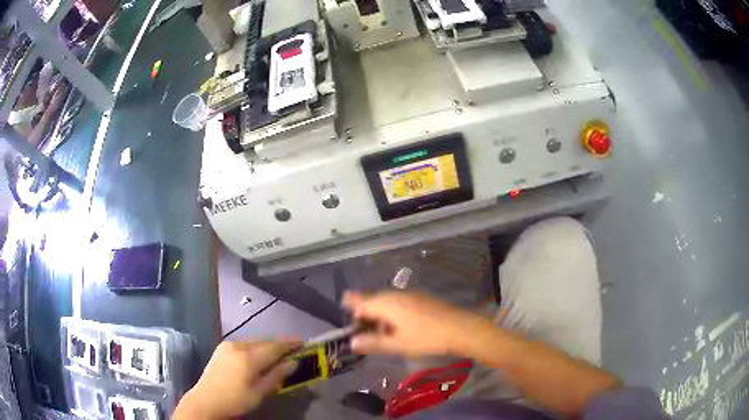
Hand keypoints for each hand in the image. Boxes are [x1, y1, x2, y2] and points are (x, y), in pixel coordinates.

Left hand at [174, 341, 298, 418]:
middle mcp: (238, 346)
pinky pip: (244, 343)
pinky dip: (255, 345)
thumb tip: (293, 363)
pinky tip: (259, 353)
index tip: (303, 341)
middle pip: (264, 340)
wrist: (206, 400)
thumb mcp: (260, 392)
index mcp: (249, 357)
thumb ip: (276, 375)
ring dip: (267, 344)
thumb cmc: (236, 399)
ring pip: (254, 340)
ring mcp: (228, 345)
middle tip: (294, 346)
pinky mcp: (222, 348)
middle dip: (280, 342)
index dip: (290, 343)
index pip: (274, 346)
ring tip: (279, 350)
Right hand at [343, 291, 490, 356]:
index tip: (343, 312)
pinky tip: (397, 327)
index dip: (350, 306)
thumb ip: (372, 342)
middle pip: (372, 300)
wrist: (460, 328)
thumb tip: (352, 342)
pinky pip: (398, 303)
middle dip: (364, 313)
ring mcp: (409, 295)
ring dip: (378, 314)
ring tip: (378, 332)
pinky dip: (391, 313)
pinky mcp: (420, 299)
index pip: (360, 301)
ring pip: (386, 302)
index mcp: (386, 303)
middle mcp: (395, 295)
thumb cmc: (425, 337)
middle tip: (361, 330)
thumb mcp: (397, 344)